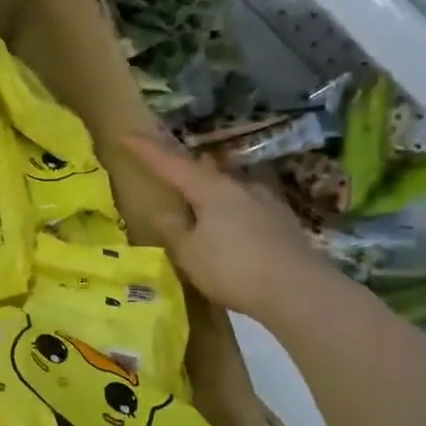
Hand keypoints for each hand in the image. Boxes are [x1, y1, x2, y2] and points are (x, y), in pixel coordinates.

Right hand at [125, 134, 327, 321]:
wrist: (298, 290)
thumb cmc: (233, 269)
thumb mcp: (189, 254)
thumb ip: (173, 230)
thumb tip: (161, 212)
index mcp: (211, 190)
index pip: (170, 164)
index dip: (146, 150)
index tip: (127, 135)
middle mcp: (239, 187)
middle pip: (204, 171)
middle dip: (183, 169)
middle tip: (166, 169)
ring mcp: (266, 201)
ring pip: (229, 187)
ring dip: (210, 190)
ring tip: (198, 201)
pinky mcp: (282, 221)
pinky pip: (247, 206)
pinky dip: (231, 210)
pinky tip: (231, 225)